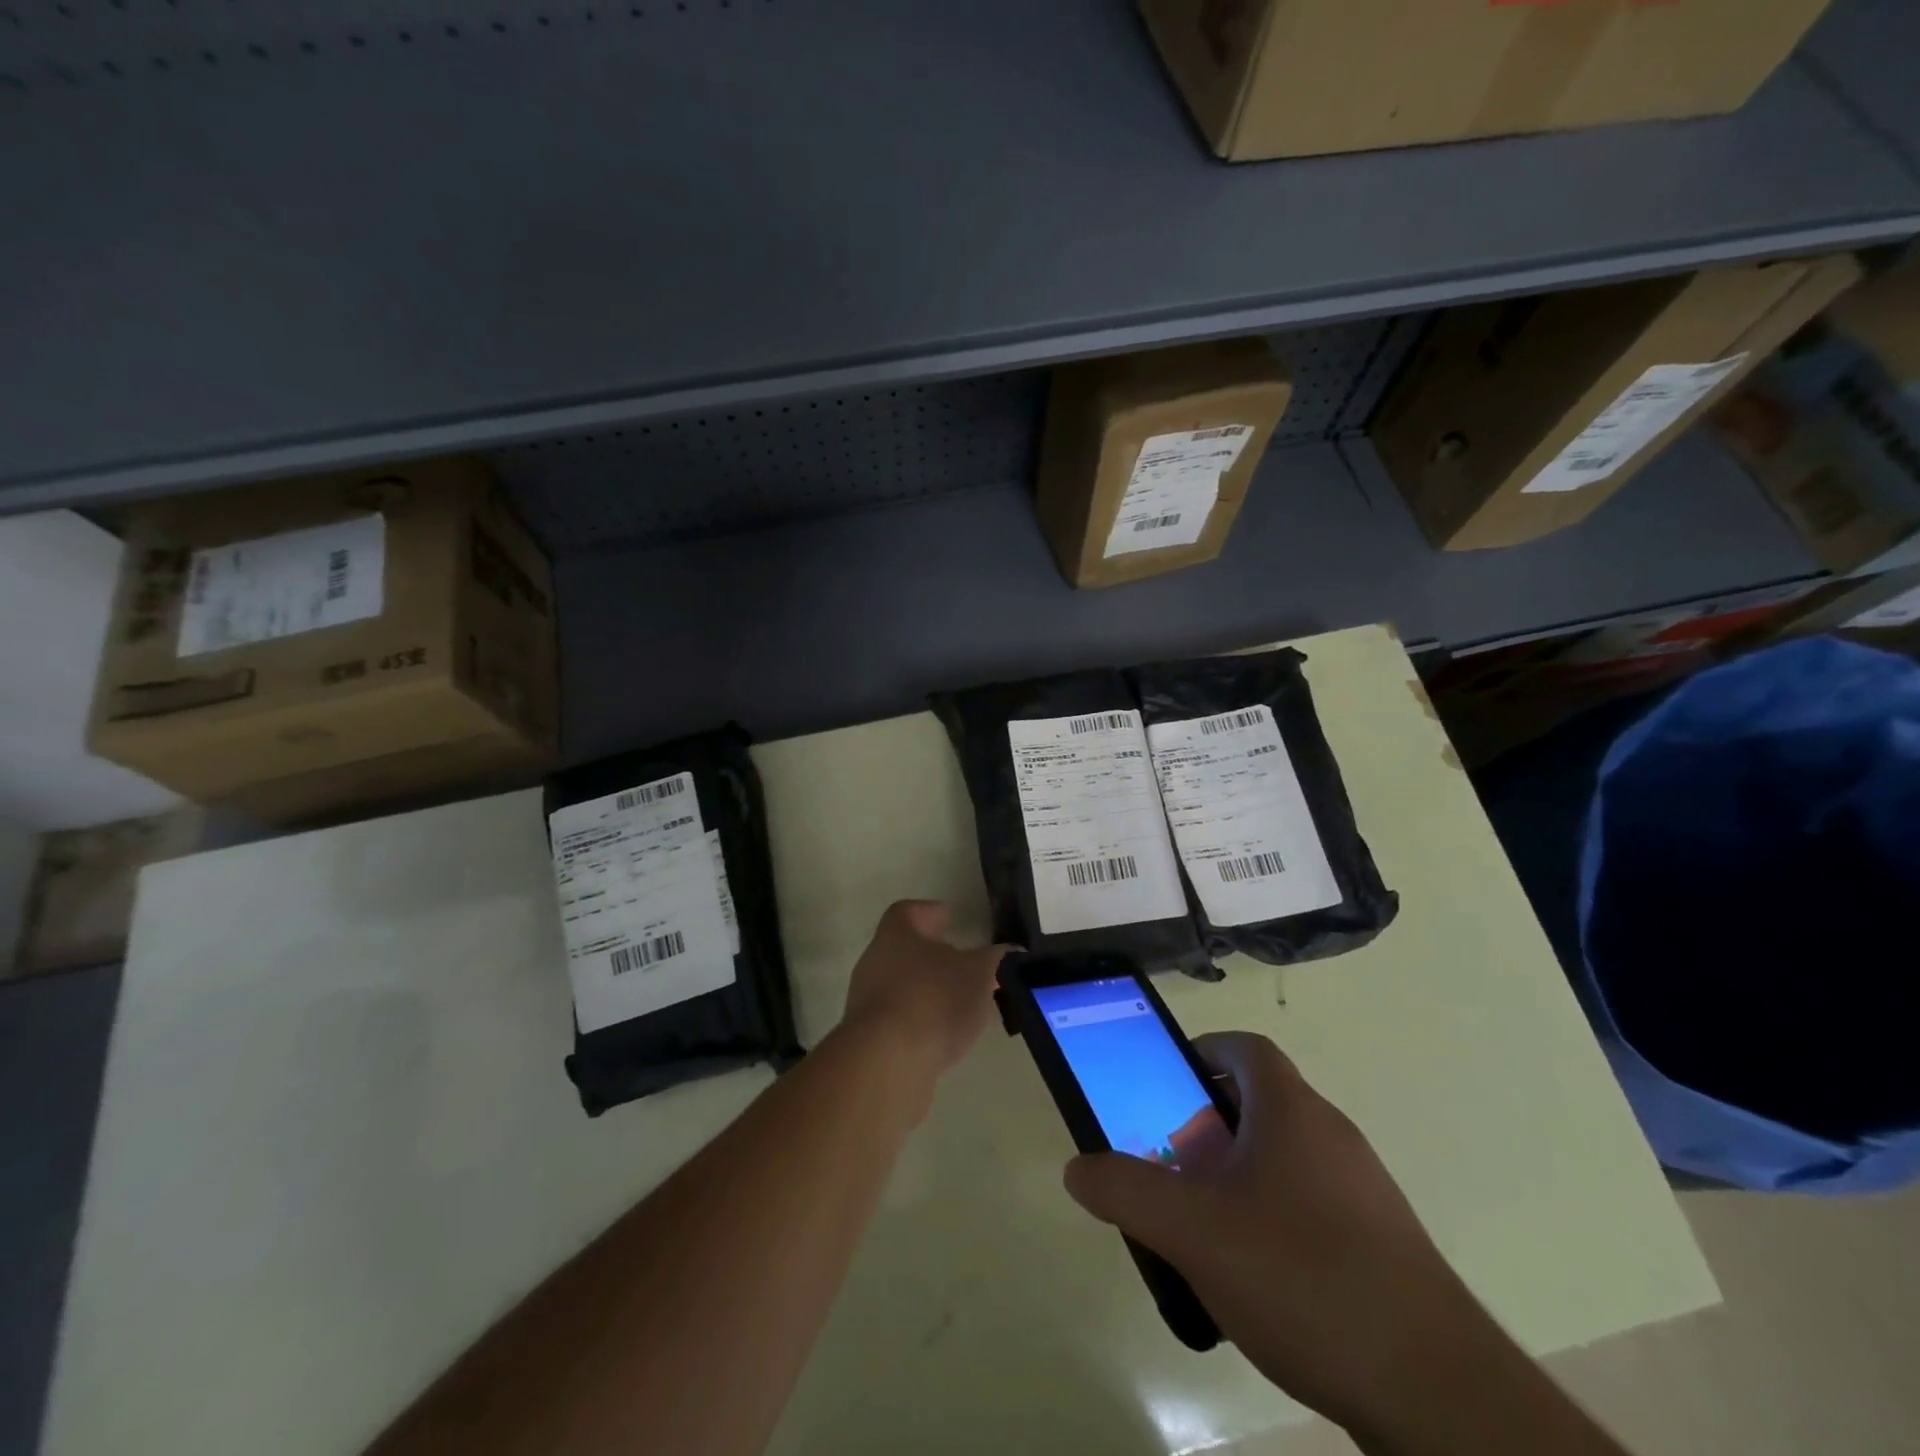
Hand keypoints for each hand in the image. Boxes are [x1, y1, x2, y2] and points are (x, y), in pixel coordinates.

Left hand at [838, 901, 1011, 1097]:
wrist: (887, 1061)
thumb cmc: (934, 999)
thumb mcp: (980, 973)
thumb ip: (997, 958)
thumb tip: (1012, 951)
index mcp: (897, 932)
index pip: (910, 911)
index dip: (932, 912)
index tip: (951, 918)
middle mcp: (875, 959)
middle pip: (906, 949)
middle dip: (935, 956)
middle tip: (966, 965)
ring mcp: (867, 999)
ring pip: (903, 985)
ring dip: (930, 991)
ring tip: (962, 1004)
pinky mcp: (869, 1036)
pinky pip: (899, 1018)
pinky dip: (921, 1021)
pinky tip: (944, 1035)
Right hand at [1063, 1032, 1496, 1434]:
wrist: (1438, 1393)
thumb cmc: (1303, 1277)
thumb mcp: (1194, 1231)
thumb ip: (1127, 1191)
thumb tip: (1078, 1167)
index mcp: (1292, 1110)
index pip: (1244, 1048)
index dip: (1201, 1052)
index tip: (1165, 1085)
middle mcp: (1332, 1134)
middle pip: (1260, 1103)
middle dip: (1207, 1125)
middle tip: (1172, 1165)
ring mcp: (1364, 1190)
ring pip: (1285, 1157)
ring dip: (1238, 1176)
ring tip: (1205, 1227)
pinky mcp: (1382, 1244)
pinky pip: (1312, 1205)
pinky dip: (1274, 1218)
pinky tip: (1257, 1278)